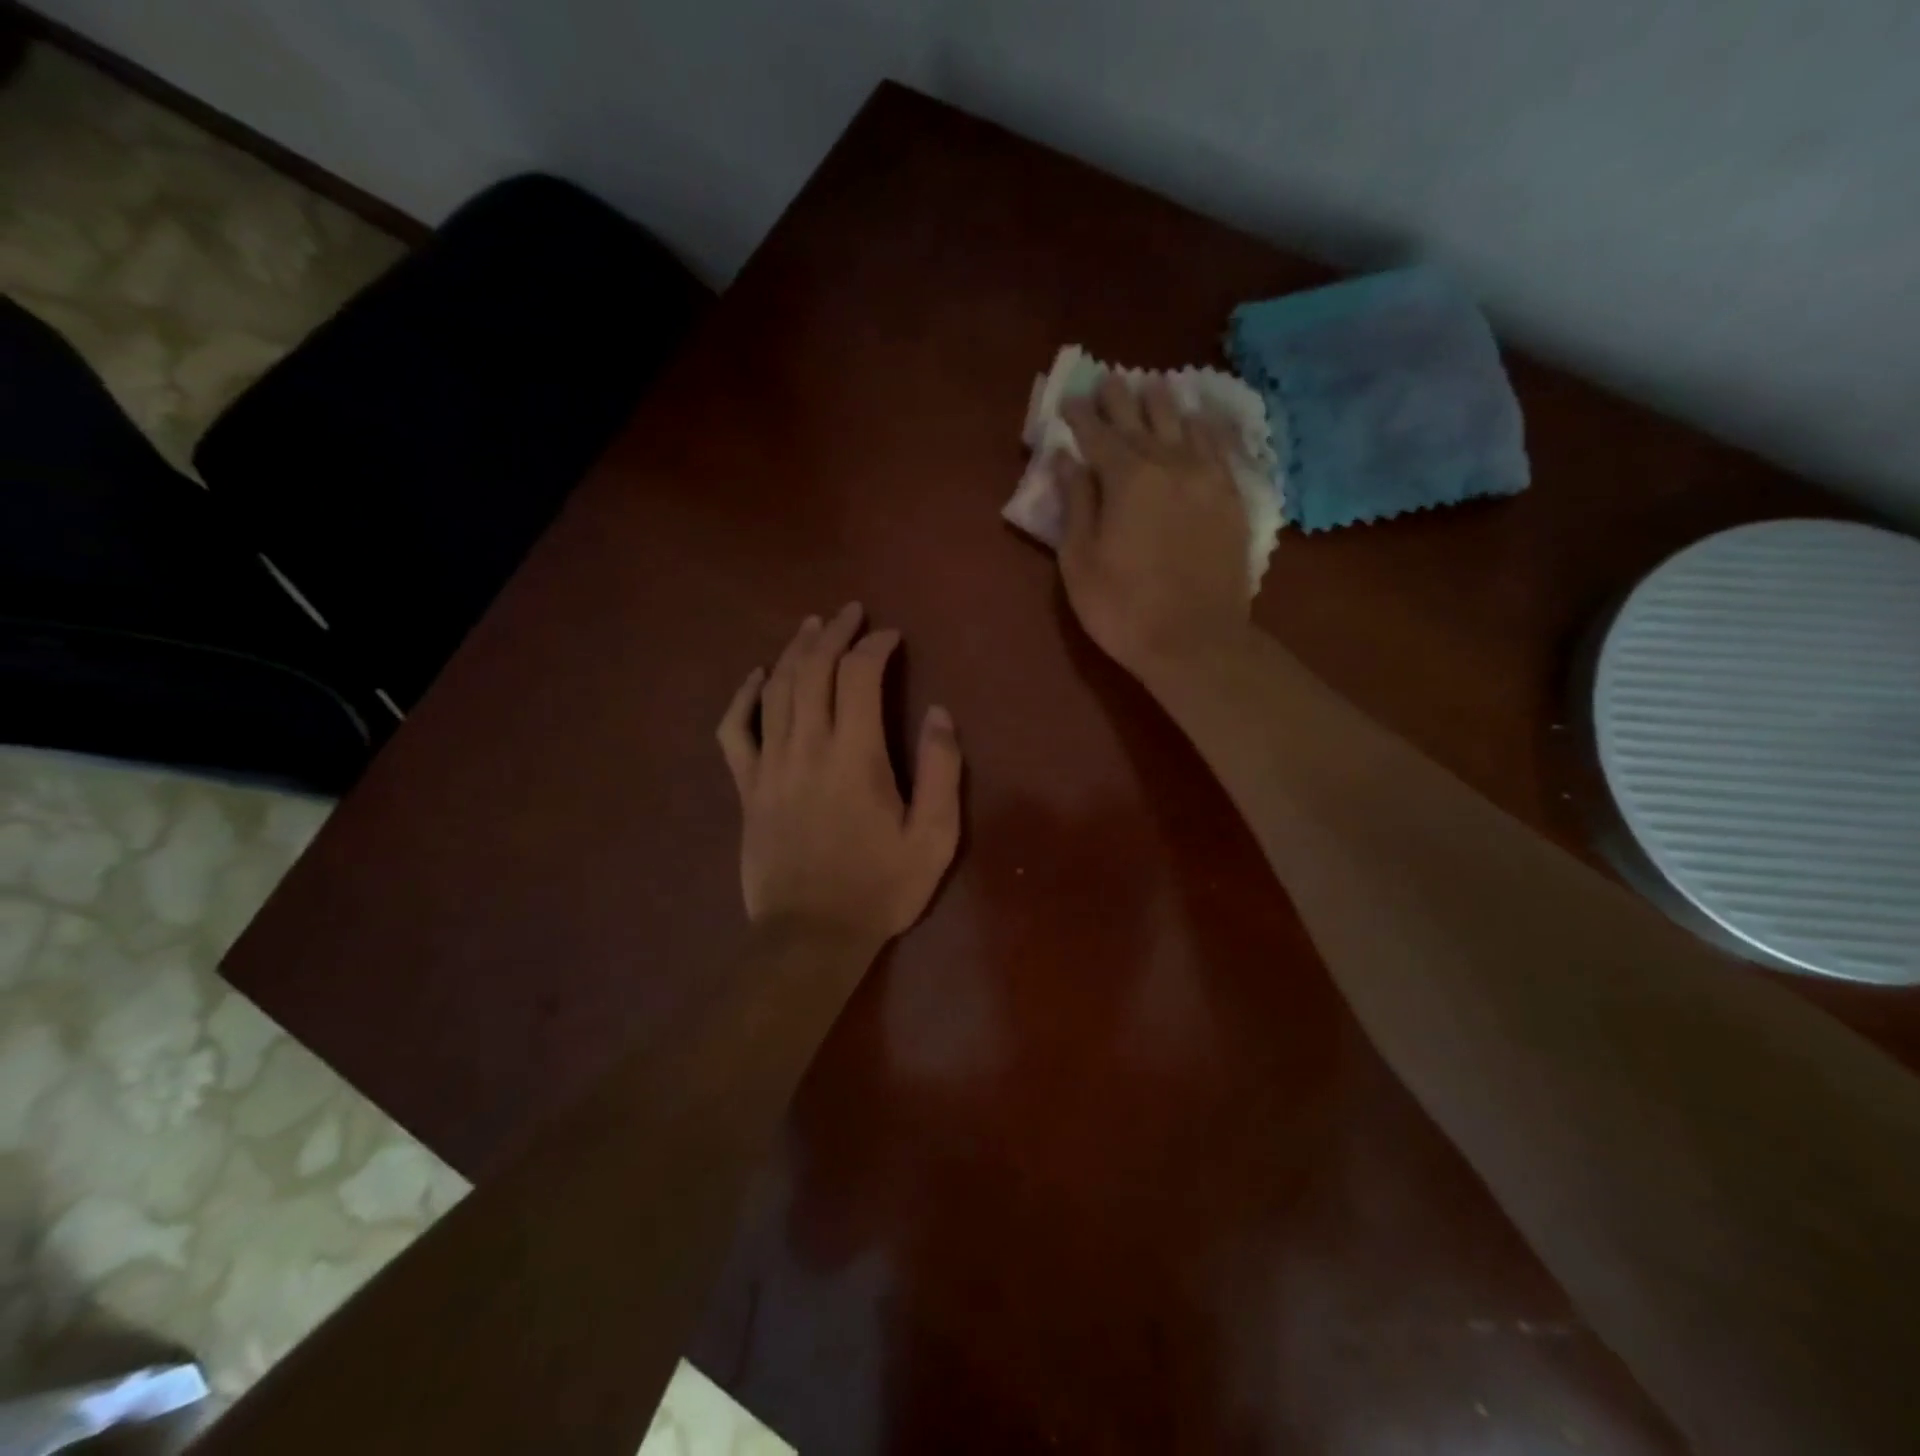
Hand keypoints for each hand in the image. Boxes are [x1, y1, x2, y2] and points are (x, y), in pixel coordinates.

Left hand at [716, 603, 962, 957]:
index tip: (892, 637)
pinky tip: (756, 677)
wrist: (810, 935)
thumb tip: (940, 714)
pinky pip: (735, 730)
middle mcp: (807, 748)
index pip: (860, 676)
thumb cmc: (879, 888)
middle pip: (814, 670)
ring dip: (795, 651)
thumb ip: (941, 771)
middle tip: (851, 613)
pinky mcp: (746, 788)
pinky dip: (743, 697)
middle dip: (834, 633)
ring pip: (776, 689)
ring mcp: (769, 766)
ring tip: (812, 626)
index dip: (876, 646)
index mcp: (855, 756)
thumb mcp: (934, 838)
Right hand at [1052, 375, 1252, 681]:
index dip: (1082, 416)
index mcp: (1128, 478)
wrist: (1195, 641)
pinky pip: (1221, 447)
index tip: (1071, 400)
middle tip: (1110, 379)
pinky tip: (1203, 418)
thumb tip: (1068, 460)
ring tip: (1155, 385)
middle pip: (1142, 421)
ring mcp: (1208, 478)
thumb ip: (1076, 504)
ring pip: (1185, 425)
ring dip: (1165, 403)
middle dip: (1122, 399)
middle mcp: (1171, 464)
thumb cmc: (1123, 608)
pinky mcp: (1233, 498)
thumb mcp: (1080, 561)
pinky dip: (1207, 427)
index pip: (1099, 435)